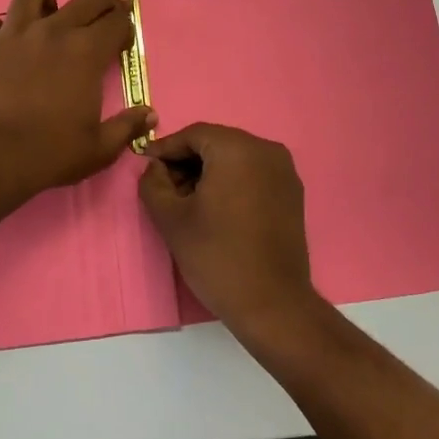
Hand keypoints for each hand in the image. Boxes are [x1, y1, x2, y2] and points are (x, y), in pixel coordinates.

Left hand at [0, 0, 155, 198]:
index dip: (125, 25)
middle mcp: (53, 31)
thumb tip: (150, 114)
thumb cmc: (52, 153)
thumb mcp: (101, 148)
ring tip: (42, 18)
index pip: (118, 21)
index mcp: (87, 52)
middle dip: (102, 2)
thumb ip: (128, 127)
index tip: (122, 37)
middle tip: (99, 19)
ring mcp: (13, 33)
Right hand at [138, 124, 322, 338]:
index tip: (146, 166)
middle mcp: (266, 149)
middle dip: (187, 161)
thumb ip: (153, 183)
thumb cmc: (217, 256)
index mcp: (237, 148)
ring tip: (187, 201)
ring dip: (208, 172)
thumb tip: (155, 167)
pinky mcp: (292, 192)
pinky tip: (215, 208)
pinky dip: (231, 182)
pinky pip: (254, 173)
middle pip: (216, 143)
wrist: (272, 304)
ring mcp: (284, 171)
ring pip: (235, 158)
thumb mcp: (171, 219)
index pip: (193, 134)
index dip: (166, 148)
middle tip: (164, 187)